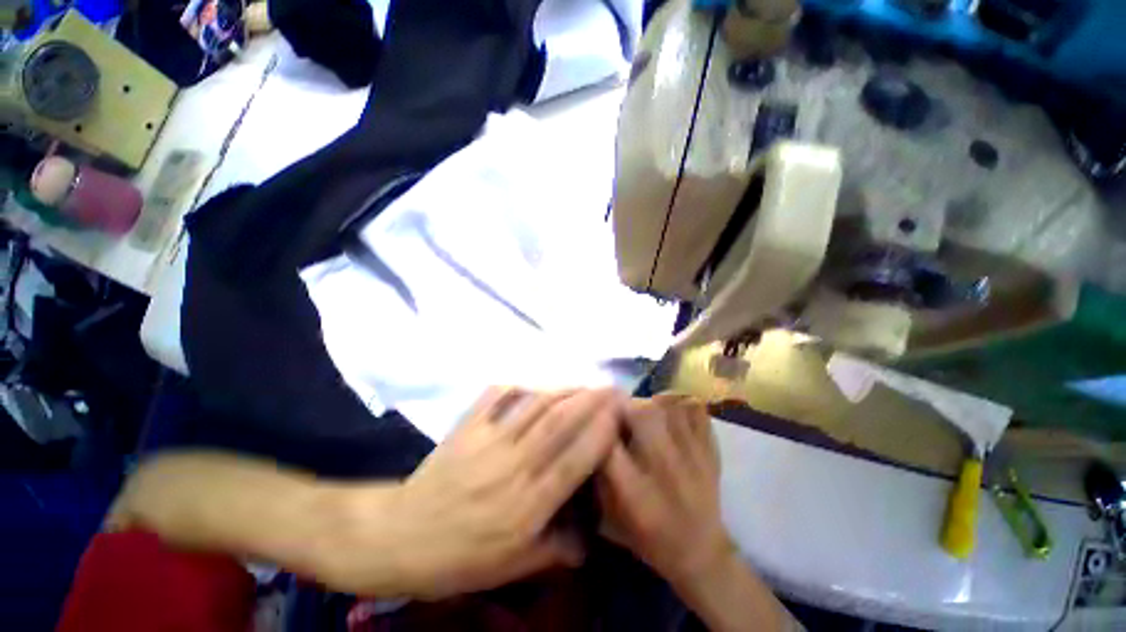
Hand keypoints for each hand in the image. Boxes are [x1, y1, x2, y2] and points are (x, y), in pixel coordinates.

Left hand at [327, 387, 622, 598]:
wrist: (400, 537)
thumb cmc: (459, 557)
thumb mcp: (511, 567)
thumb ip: (555, 550)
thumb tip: (590, 540)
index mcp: (527, 503)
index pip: (574, 461)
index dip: (600, 433)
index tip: (618, 413)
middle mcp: (513, 466)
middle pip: (558, 423)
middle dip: (589, 400)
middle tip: (610, 387)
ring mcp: (488, 441)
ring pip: (534, 406)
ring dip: (562, 389)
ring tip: (582, 382)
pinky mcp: (467, 427)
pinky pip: (495, 397)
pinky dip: (516, 385)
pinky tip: (531, 382)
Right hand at [596, 394, 734, 586]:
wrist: (700, 552)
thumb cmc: (647, 534)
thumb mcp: (609, 513)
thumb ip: (597, 471)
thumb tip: (591, 429)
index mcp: (632, 489)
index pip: (608, 439)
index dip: (598, 420)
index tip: (595, 416)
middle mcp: (662, 467)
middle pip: (641, 411)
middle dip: (626, 404)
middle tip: (623, 412)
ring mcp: (692, 455)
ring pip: (668, 403)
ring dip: (651, 402)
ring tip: (647, 413)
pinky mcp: (710, 448)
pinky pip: (694, 407)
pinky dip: (680, 404)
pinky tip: (672, 415)